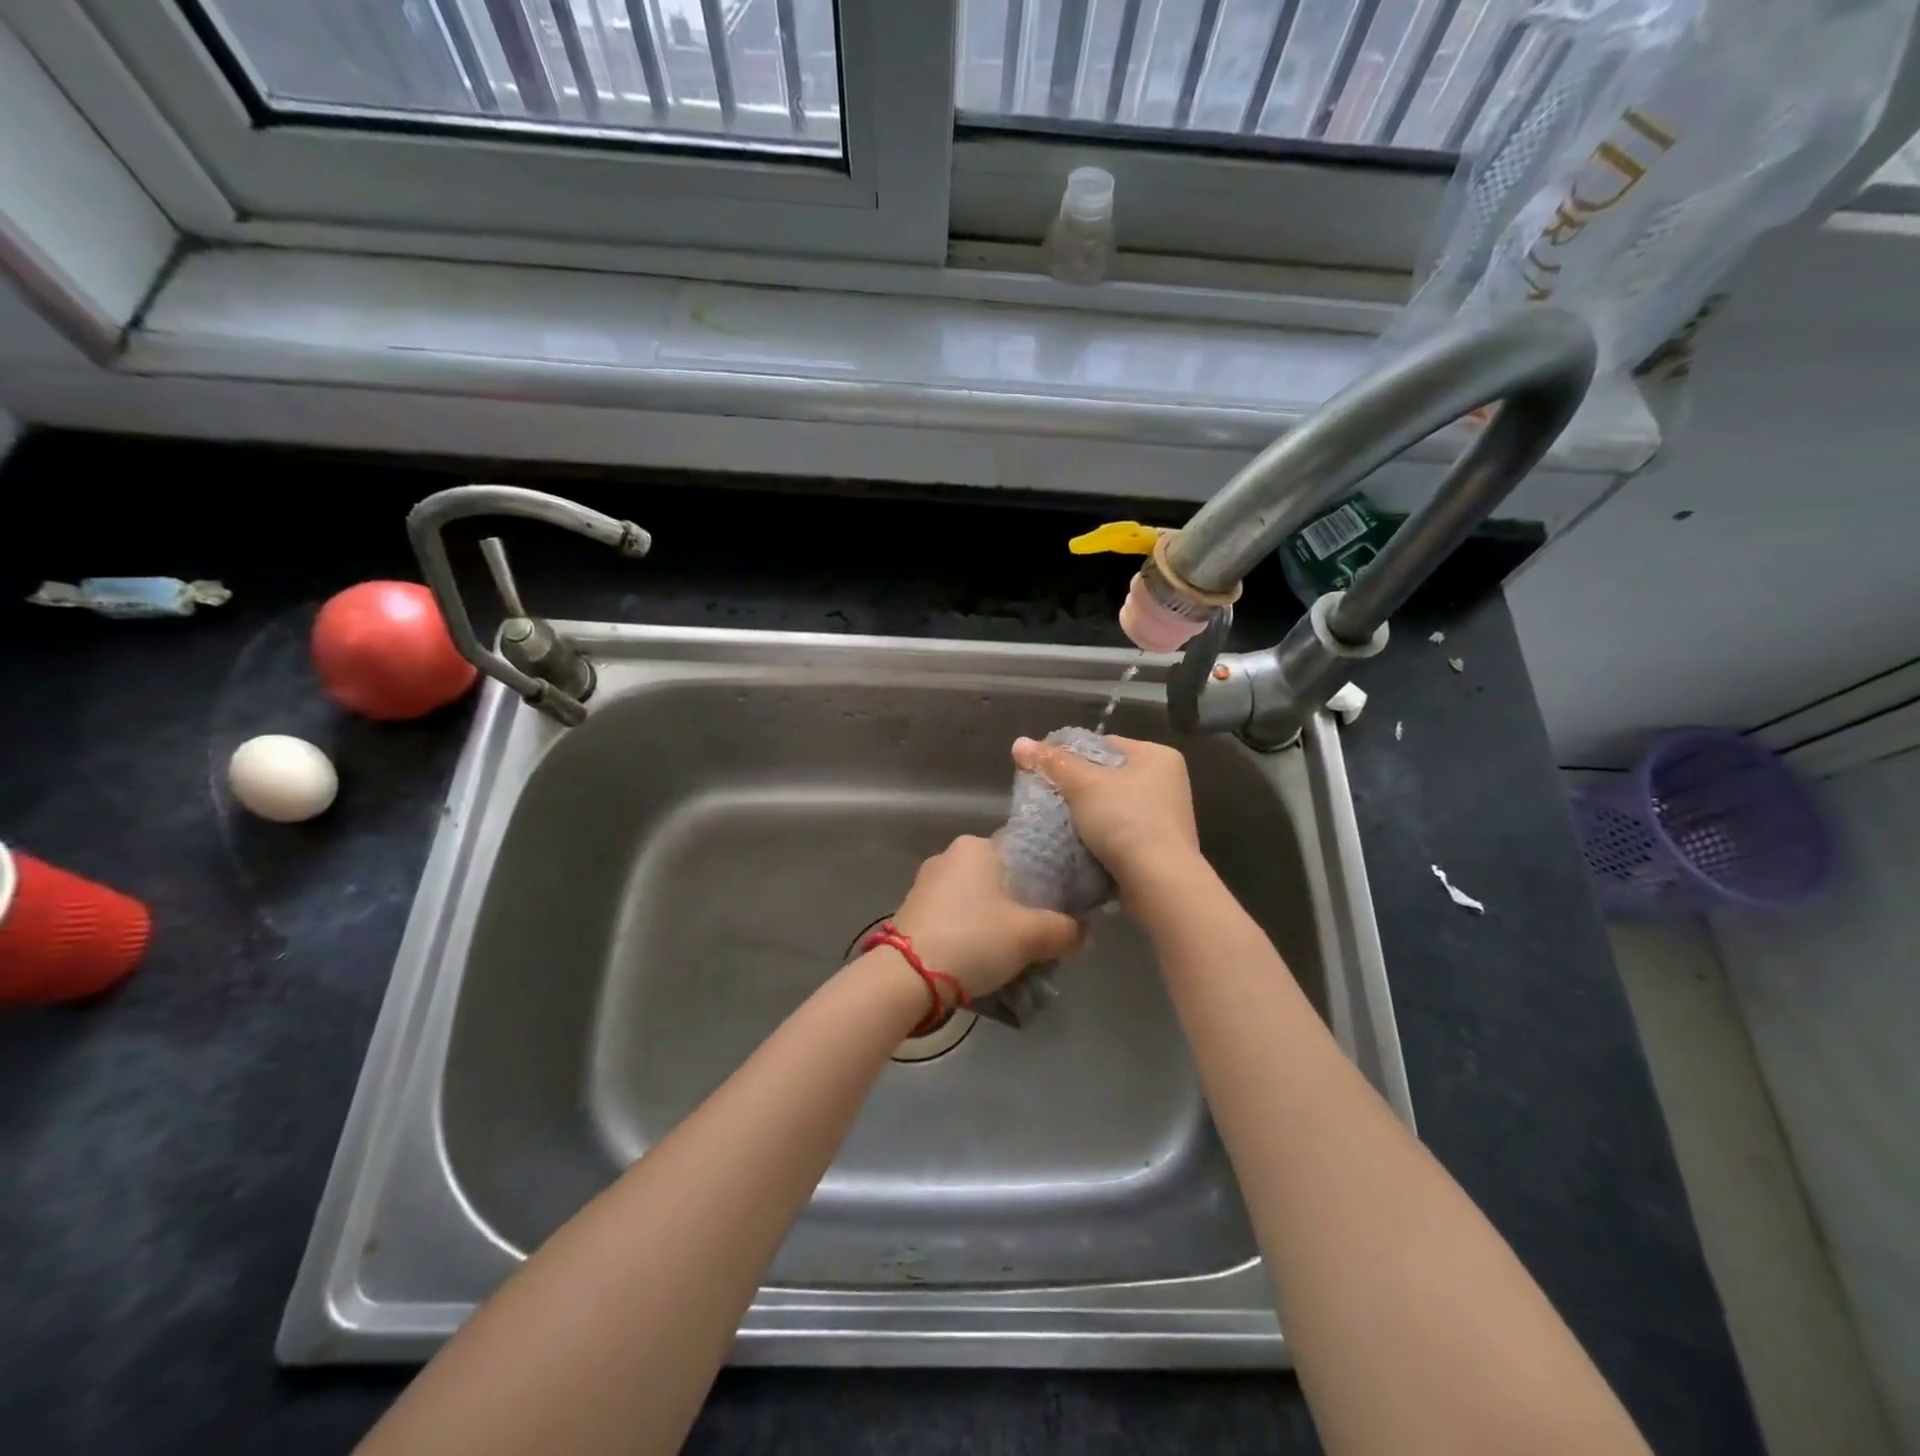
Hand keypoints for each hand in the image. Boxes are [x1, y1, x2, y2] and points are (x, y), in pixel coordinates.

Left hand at [889, 835, 1081, 998]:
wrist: (906, 977)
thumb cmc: (973, 939)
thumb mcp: (1030, 936)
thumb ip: (1065, 930)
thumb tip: (1086, 932)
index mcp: (976, 846)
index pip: (1024, 853)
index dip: (1048, 879)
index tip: (1062, 905)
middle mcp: (949, 856)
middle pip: (1001, 878)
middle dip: (1021, 904)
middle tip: (1041, 933)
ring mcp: (927, 884)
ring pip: (977, 899)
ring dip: (996, 921)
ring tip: (1016, 951)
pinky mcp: (913, 911)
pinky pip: (956, 915)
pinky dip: (972, 931)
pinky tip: (983, 956)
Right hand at [1011, 734, 1200, 892]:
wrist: (1159, 882)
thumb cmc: (1125, 820)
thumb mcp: (1083, 785)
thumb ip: (1052, 762)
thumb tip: (1019, 742)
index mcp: (1158, 756)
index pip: (1104, 744)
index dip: (1071, 754)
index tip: (1044, 770)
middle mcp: (1167, 781)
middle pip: (1108, 775)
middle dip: (1077, 787)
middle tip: (1047, 795)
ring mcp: (1165, 815)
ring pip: (1113, 805)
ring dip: (1087, 813)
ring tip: (1057, 819)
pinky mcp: (1159, 845)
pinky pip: (1120, 830)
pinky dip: (1100, 834)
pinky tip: (1078, 841)